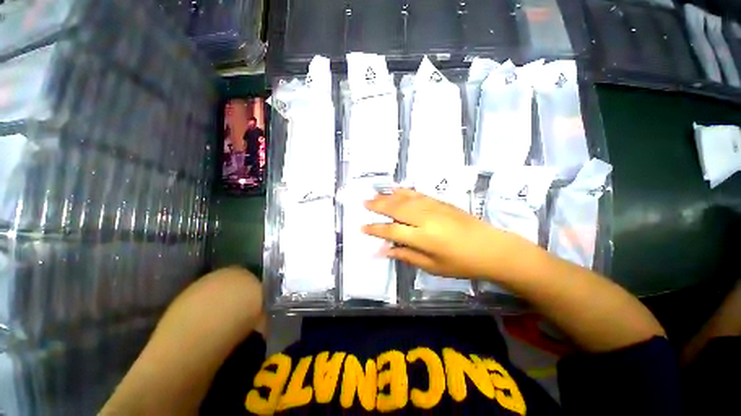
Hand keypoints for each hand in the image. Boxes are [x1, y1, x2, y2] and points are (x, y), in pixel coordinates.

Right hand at [362, 188, 527, 279]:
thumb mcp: (433, 266)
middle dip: (378, 205)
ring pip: (407, 198)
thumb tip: (386, 250)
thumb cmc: (462, 264)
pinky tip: (399, 190)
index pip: (392, 231)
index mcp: (422, 238)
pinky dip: (407, 192)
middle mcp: (426, 219)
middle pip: (397, 209)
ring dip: (389, 196)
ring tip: (375, 195)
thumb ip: (408, 256)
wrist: (490, 248)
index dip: (376, 229)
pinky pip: (420, 195)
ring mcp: (435, 208)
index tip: (362, 227)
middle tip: (363, 202)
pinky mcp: (443, 203)